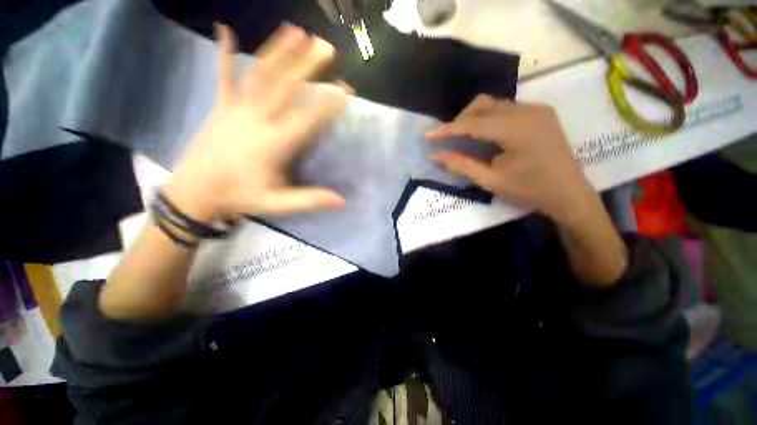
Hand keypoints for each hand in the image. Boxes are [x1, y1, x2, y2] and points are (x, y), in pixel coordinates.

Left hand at [166, 24, 349, 222]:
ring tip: (295, 31)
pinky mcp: (220, 106)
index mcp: (273, 143)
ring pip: (260, 74)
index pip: (307, 118)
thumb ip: (309, 200)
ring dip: (278, 51)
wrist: (195, 193)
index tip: (345, 91)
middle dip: (307, 65)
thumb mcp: (277, 203)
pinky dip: (224, 53)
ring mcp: (236, 109)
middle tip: (325, 46)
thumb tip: (342, 202)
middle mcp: (257, 119)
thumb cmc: (240, 197)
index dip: (327, 104)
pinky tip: (223, 29)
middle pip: (285, 87)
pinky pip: (223, 76)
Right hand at [427, 95, 594, 224]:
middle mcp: (527, 111)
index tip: (429, 135)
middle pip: (483, 104)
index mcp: (517, 129)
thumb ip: (462, 165)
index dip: (448, 129)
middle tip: (447, 139)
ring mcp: (536, 109)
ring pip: (494, 104)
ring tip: (463, 138)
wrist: (569, 194)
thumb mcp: (491, 181)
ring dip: (474, 118)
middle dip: (460, 120)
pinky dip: (488, 119)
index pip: (473, 123)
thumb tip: (436, 156)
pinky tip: (485, 135)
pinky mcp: (540, 113)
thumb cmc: (530, 191)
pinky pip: (506, 109)